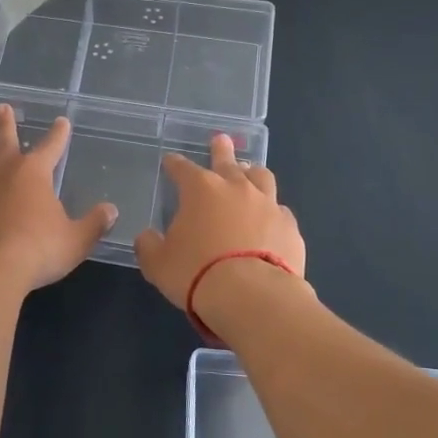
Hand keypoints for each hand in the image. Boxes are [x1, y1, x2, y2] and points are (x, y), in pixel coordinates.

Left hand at [0, 105, 115, 292]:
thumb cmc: (37, 250)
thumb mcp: (75, 240)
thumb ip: (93, 224)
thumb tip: (111, 210)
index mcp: (34, 172)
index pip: (51, 146)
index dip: (58, 133)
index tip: (62, 121)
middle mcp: (3, 170)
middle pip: (5, 139)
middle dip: (6, 122)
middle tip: (3, 107)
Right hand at [134, 134, 306, 310]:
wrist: (252, 297)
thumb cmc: (196, 273)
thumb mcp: (158, 263)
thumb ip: (149, 245)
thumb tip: (147, 237)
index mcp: (200, 189)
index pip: (182, 168)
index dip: (174, 164)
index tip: (170, 161)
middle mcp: (236, 188)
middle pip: (227, 160)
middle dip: (220, 150)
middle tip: (220, 140)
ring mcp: (267, 205)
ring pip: (261, 177)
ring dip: (252, 173)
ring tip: (250, 172)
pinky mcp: (290, 227)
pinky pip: (280, 211)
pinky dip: (271, 212)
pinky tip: (269, 220)